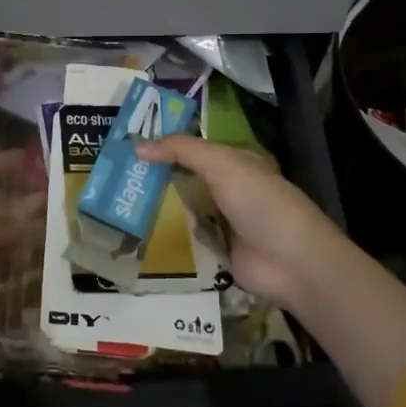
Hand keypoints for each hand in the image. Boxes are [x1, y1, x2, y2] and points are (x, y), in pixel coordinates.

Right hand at [135, 136, 359, 314]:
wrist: (291, 262)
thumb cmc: (260, 202)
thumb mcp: (222, 164)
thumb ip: (181, 151)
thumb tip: (137, 145)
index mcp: (234, 162)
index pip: (193, 148)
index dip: (164, 144)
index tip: (128, 145)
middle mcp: (227, 189)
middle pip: (185, 178)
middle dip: (155, 177)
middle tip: (114, 176)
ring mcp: (222, 222)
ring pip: (182, 208)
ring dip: (158, 208)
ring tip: (116, 203)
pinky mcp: (217, 252)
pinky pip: (186, 239)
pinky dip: (167, 237)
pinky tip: (136, 234)